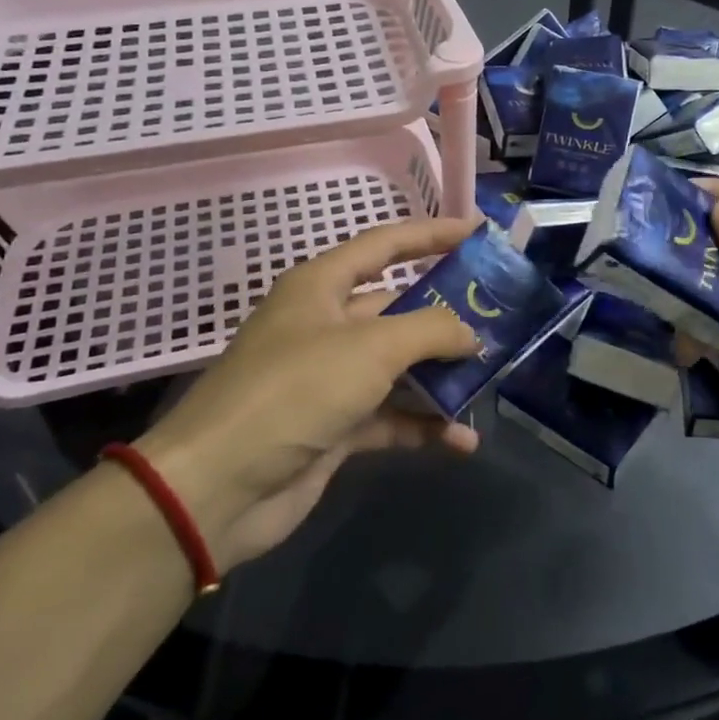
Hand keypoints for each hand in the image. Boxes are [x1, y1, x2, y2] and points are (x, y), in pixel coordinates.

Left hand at [137, 216, 482, 569]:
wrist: (218, 487)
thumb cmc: (295, 391)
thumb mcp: (371, 348)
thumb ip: (431, 330)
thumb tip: (471, 334)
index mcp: (322, 286)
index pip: (386, 245)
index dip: (432, 234)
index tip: (479, 232)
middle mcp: (325, 325)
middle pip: (398, 307)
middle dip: (447, 313)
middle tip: (500, 316)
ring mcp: (329, 378)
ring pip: (398, 365)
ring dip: (440, 375)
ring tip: (490, 378)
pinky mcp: (333, 427)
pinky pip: (389, 416)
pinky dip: (422, 425)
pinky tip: (461, 440)